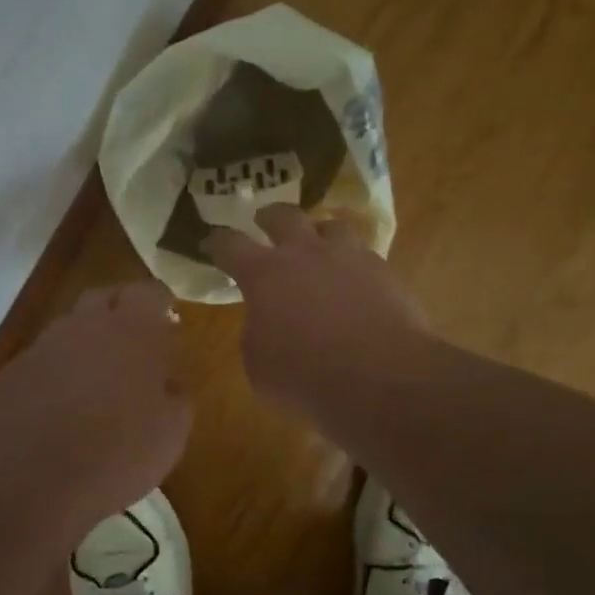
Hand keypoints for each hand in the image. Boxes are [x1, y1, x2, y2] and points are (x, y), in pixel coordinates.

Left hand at [0, 281, 190, 533]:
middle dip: (119, 311)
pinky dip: (54, 375)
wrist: (28, 479)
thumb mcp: (171, 433)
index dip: (160, 302)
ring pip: (68, 330)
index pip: (150, 292)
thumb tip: (168, 384)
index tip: (168, 317)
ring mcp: (42, 346)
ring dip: (84, 345)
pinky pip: (41, 362)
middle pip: (103, 298)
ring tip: (96, 381)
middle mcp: (85, 325)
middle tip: (133, 342)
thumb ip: (175, 398)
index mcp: (132, 329)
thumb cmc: (117, 452)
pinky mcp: (10, 374)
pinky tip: (59, 409)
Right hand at [205, 205, 429, 420]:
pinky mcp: (383, 271)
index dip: (217, 242)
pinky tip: (353, 279)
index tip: (211, 243)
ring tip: (317, 245)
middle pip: (283, 215)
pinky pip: (362, 254)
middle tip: (264, 222)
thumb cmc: (306, 376)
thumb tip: (267, 322)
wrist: (382, 378)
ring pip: (330, 225)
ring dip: (318, 233)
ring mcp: (348, 257)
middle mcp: (305, 253)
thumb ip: (257, 332)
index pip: (230, 245)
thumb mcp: (259, 364)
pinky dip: (351, 262)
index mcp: (264, 273)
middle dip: (269, 217)